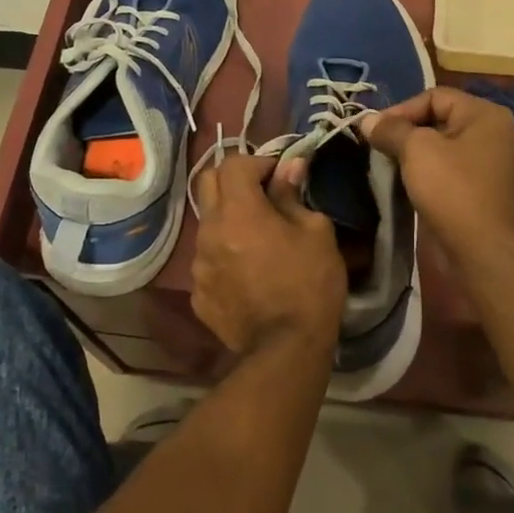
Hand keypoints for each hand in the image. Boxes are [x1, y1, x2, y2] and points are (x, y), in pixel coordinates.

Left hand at [191, 154, 345, 354]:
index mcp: (238, 211)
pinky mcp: (197, 294)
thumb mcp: (316, 232)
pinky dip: (224, 256)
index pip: (233, 164)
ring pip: (207, 223)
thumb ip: (293, 195)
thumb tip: (290, 168)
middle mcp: (209, 231)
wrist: (286, 350)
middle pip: (207, 183)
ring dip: (228, 220)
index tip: (280, 176)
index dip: (258, 162)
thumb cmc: (309, 284)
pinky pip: (207, 260)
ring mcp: (198, 265)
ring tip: (256, 238)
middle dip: (234, 179)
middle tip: (261, 193)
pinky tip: (247, 273)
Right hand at [361, 87, 513, 260]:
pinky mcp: (481, 184)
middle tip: (378, 146)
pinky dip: (427, 168)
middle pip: (438, 118)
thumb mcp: (416, 150)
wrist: (479, 247)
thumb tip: (366, 120)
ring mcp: (490, 159)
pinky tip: (406, 180)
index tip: (374, 130)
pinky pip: (448, 165)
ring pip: (441, 144)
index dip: (401, 109)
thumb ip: (391, 129)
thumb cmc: (450, 189)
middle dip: (405, 131)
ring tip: (387, 163)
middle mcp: (493, 130)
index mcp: (484, 113)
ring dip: (413, 151)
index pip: (435, 96)